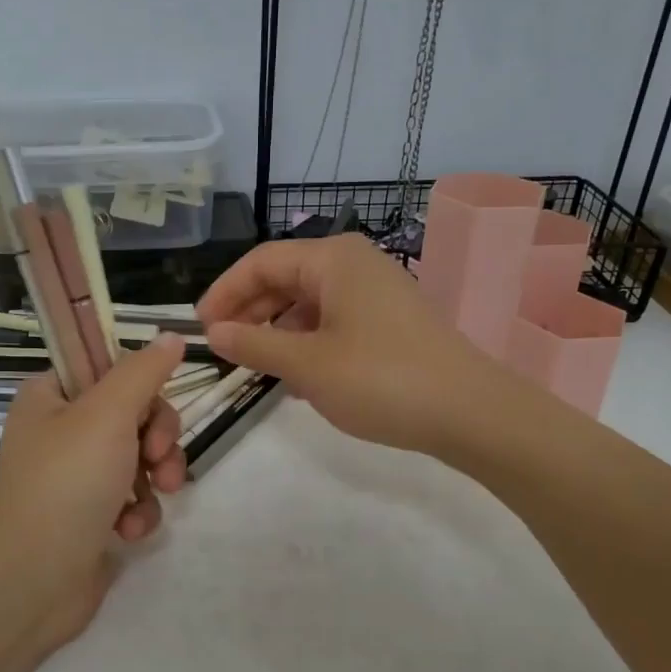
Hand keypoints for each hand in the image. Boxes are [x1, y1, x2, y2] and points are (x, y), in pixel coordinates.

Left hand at [0, 333, 189, 646]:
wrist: (32, 581)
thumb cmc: (67, 483)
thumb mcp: (108, 413)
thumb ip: (144, 371)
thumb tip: (173, 335)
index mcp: (51, 396)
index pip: (109, 368)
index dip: (140, 386)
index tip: (151, 408)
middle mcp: (61, 431)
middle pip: (133, 413)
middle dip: (157, 438)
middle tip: (156, 460)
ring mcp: (75, 476)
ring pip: (140, 457)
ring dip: (155, 477)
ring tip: (152, 499)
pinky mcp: (91, 515)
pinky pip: (133, 497)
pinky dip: (138, 511)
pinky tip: (129, 531)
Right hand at [197, 234, 502, 457]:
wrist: (470, 412)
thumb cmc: (380, 379)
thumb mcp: (307, 365)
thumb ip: (254, 344)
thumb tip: (214, 333)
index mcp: (332, 258)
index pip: (261, 262)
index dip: (225, 292)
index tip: (200, 328)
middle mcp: (354, 264)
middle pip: (285, 278)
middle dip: (250, 312)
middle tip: (223, 349)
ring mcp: (376, 292)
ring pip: (308, 302)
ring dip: (277, 330)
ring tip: (257, 366)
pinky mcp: (389, 321)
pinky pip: (333, 320)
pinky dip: (307, 342)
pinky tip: (298, 376)